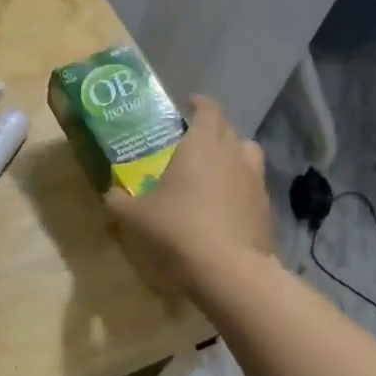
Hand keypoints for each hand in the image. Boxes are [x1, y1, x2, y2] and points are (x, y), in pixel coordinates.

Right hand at [106, 95, 271, 287]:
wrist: (228, 270)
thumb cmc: (177, 229)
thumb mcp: (134, 216)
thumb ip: (118, 200)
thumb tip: (109, 193)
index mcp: (202, 144)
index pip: (208, 109)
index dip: (198, 104)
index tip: (188, 105)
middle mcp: (233, 155)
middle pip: (229, 130)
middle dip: (213, 131)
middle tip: (192, 143)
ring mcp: (255, 181)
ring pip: (247, 156)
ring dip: (233, 157)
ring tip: (214, 172)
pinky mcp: (266, 209)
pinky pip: (252, 187)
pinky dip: (240, 189)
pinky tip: (224, 207)